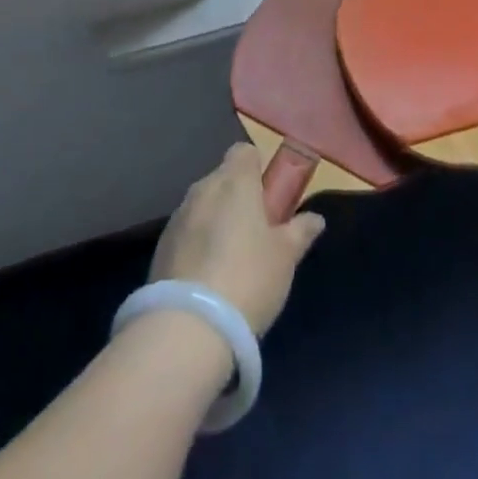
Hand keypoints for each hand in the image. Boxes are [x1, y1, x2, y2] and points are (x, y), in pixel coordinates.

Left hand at [149, 143, 324, 335]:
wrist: (188, 326)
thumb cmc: (248, 278)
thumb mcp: (285, 257)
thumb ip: (300, 231)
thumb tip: (315, 218)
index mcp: (235, 181)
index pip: (244, 152)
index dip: (258, 169)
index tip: (270, 197)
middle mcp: (203, 189)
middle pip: (223, 179)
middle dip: (239, 198)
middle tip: (257, 234)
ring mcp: (178, 216)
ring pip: (204, 206)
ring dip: (217, 221)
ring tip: (232, 261)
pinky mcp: (161, 246)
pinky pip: (187, 232)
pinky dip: (198, 244)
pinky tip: (208, 279)